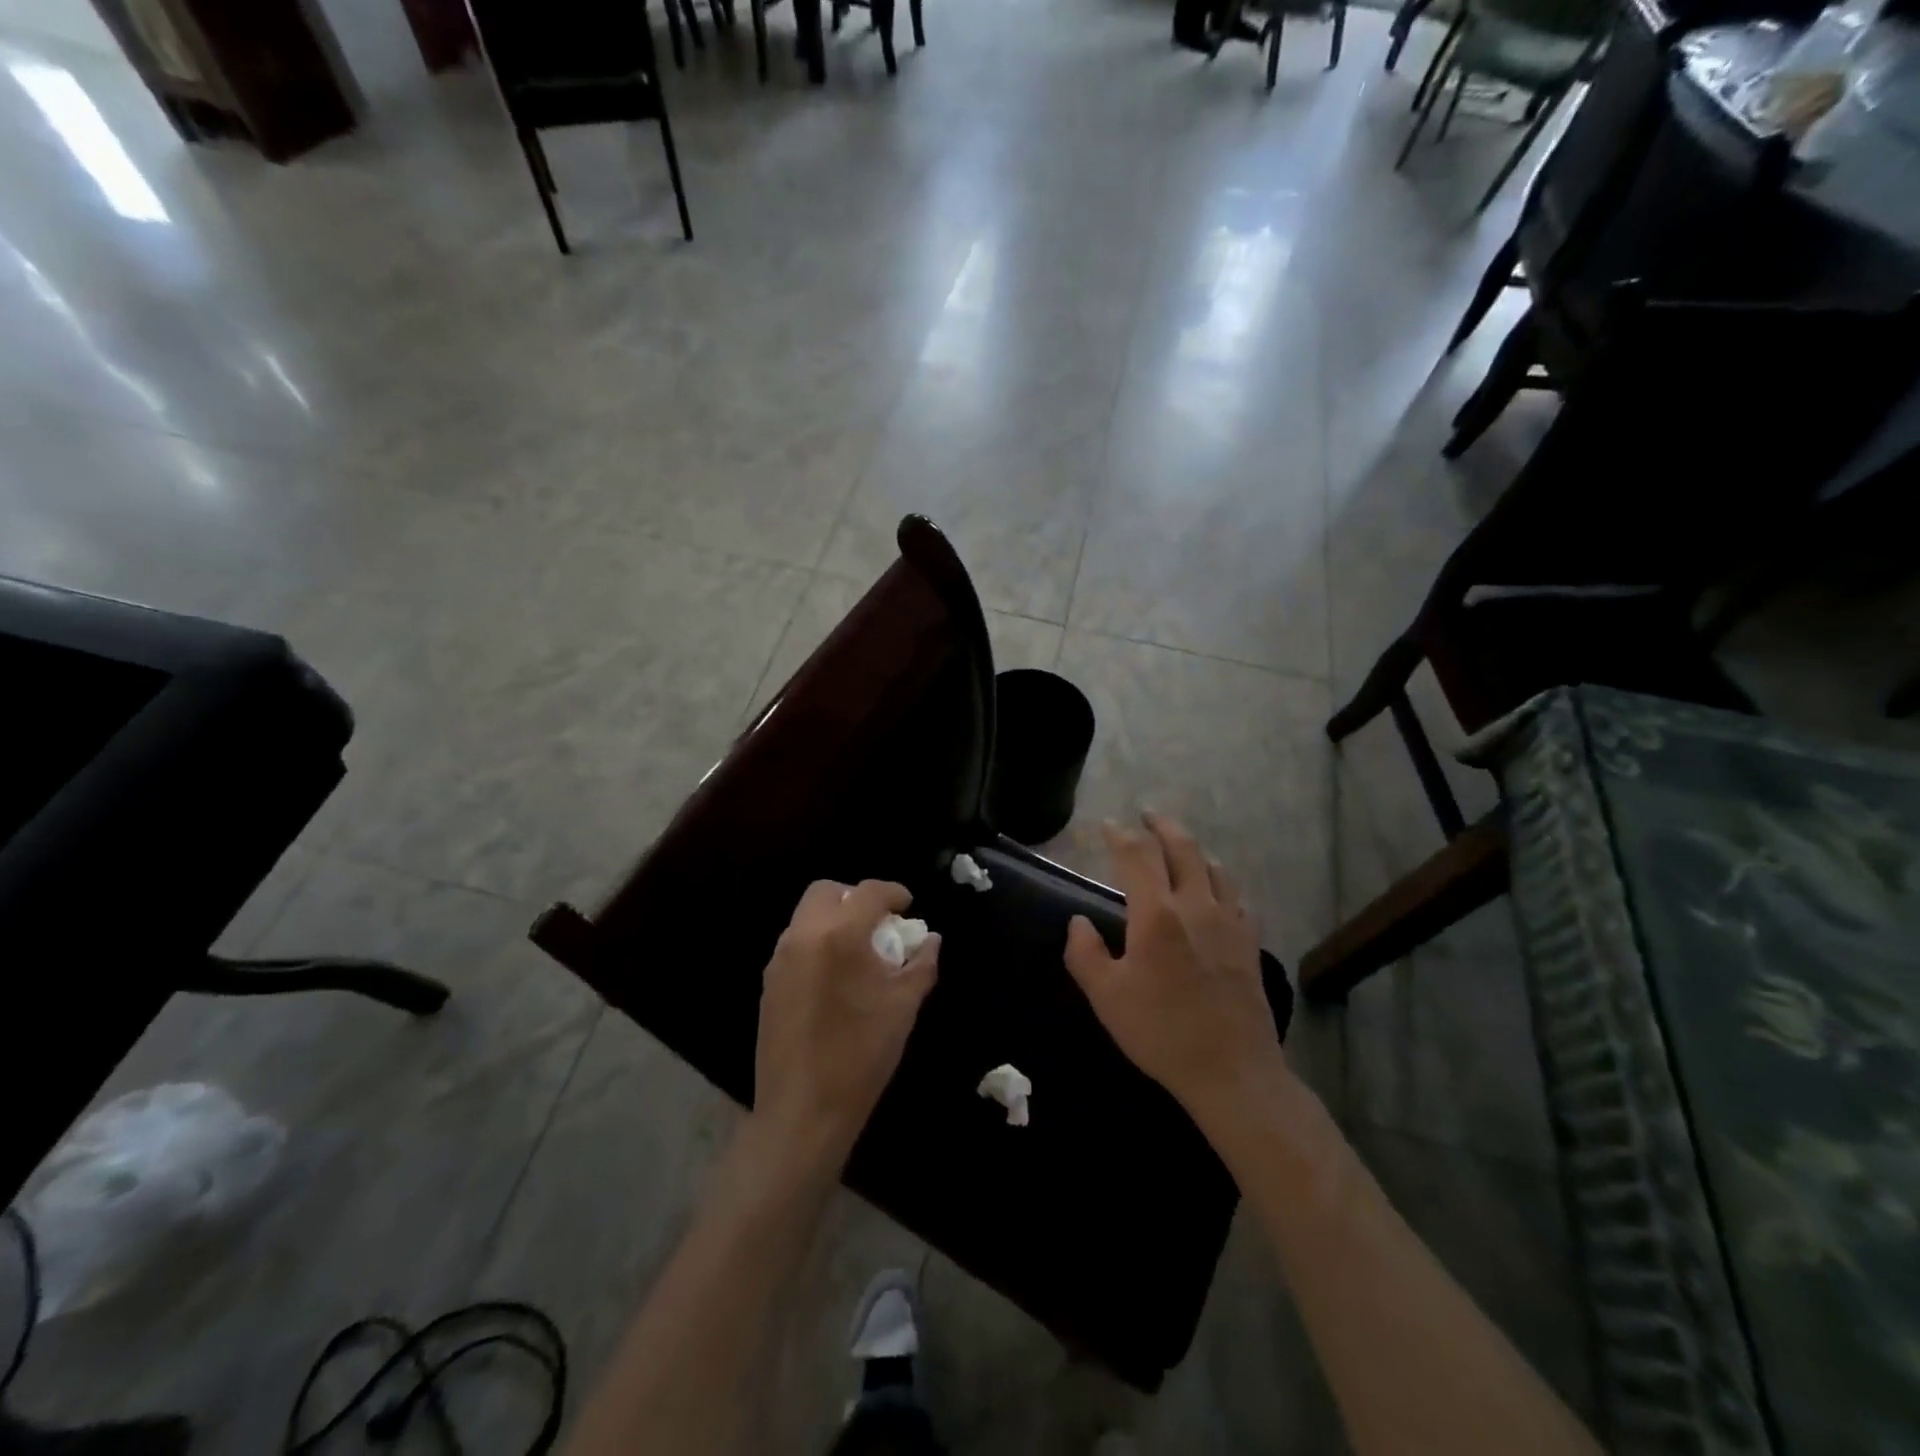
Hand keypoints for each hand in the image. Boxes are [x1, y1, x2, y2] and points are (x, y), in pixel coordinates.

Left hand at [753, 879, 938, 1166]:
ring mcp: (780, 960)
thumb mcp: (904, 1007)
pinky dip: (818, 943)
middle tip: (879, 923)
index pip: (868, 892)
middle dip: (855, 897)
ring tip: (860, 951)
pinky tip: (836, 977)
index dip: (893, 892)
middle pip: (826, 892)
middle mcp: (803, 936)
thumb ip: (921, 964)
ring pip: (807, 916)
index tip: (908, 905)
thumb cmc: (862, 1054)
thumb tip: (930, 940)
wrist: (803, 1110)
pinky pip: (795, 944)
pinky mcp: (769, 984)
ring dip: (835, 919)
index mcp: (839, 935)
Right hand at [1064, 813, 1289, 1127]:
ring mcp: (1229, 921)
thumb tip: (1078, 922)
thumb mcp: (1106, 997)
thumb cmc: (1161, 1032)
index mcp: (1156, 914)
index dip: (1119, 836)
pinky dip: (1221, 880)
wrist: (1231, 1070)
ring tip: (1180, 845)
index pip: (1136, 857)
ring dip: (1193, 849)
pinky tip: (1217, 888)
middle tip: (1147, 815)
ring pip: (1213, 867)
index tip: (1107, 825)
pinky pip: (1237, 895)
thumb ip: (1085, 953)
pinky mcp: (1250, 941)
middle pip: (1182, 849)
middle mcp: (1195, 905)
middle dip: (1161, 827)